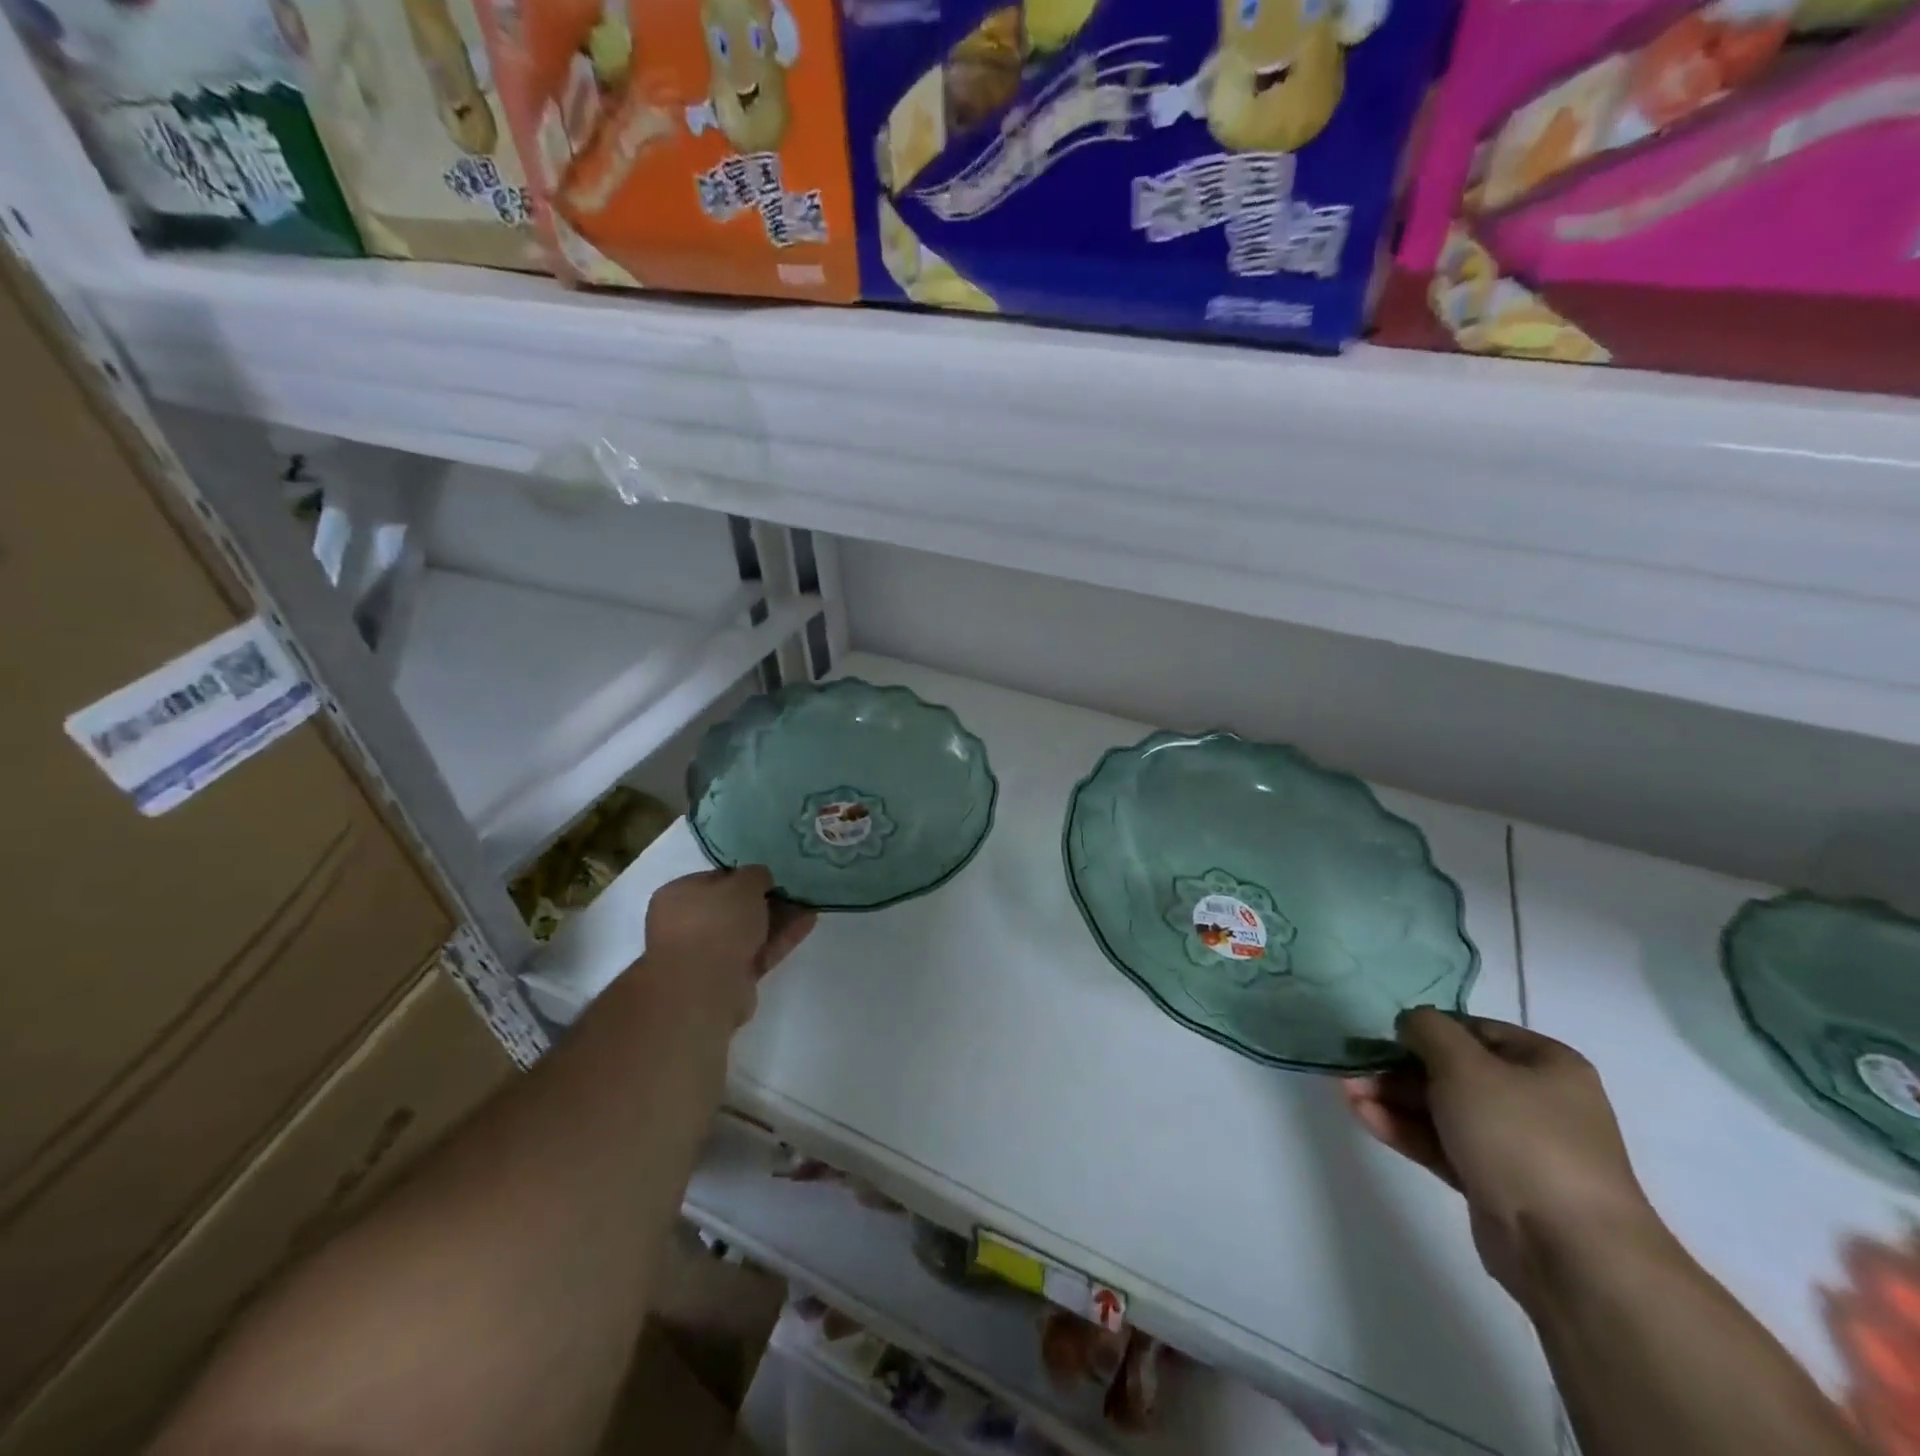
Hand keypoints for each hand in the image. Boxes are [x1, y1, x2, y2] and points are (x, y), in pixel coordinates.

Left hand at [640, 867, 815, 1030]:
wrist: (705, 988)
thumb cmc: (716, 923)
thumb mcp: (743, 884)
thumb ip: (755, 875)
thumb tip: (760, 879)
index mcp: (678, 896)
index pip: (716, 879)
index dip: (745, 875)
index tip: (772, 874)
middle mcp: (687, 924)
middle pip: (733, 907)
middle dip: (765, 899)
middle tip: (794, 890)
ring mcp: (707, 954)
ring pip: (748, 931)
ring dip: (778, 918)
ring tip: (809, 904)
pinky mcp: (729, 979)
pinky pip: (758, 952)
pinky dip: (780, 938)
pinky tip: (807, 923)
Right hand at [1344, 1010, 1660, 1302]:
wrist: (1570, 1250)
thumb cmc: (1520, 1136)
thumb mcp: (1465, 1065)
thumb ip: (1427, 1030)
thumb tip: (1410, 1023)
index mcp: (1545, 1064)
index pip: (1473, 1031)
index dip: (1426, 1029)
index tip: (1383, 1034)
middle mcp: (1534, 1100)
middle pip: (1452, 1071)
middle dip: (1398, 1068)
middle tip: (1354, 1067)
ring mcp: (1514, 1145)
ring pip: (1441, 1109)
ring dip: (1392, 1098)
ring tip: (1346, 1091)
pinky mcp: (1492, 1182)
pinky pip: (1441, 1144)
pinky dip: (1404, 1129)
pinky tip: (1363, 1116)